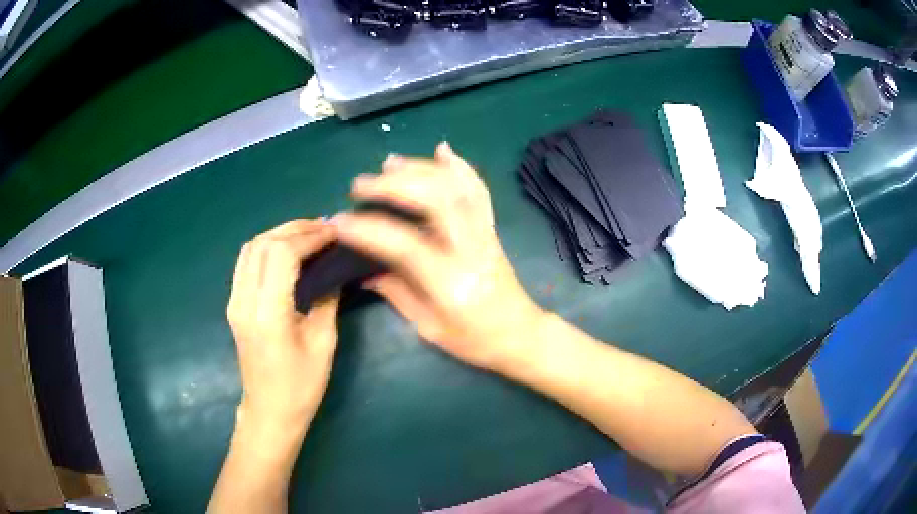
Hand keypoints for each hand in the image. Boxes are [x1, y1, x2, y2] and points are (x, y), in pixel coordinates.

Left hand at [227, 219, 339, 429]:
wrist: (269, 411)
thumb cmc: (300, 386)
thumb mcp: (323, 343)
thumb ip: (326, 299)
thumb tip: (333, 269)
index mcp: (268, 314)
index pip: (281, 254)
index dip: (308, 237)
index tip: (333, 233)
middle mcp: (244, 301)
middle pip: (262, 244)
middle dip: (294, 228)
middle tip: (323, 227)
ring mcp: (235, 301)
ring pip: (250, 249)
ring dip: (279, 234)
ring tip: (308, 234)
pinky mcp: (234, 304)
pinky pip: (246, 262)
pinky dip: (267, 247)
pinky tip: (288, 251)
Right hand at [334, 142, 543, 370]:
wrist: (520, 334)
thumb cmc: (474, 341)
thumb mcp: (429, 327)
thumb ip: (396, 292)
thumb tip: (363, 270)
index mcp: (451, 283)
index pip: (404, 245)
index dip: (368, 230)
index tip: (339, 221)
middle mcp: (470, 250)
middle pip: (436, 200)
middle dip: (394, 185)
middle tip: (361, 184)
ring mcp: (484, 234)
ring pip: (456, 187)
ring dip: (421, 168)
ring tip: (389, 162)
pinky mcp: (491, 228)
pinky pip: (478, 190)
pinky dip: (460, 166)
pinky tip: (442, 150)